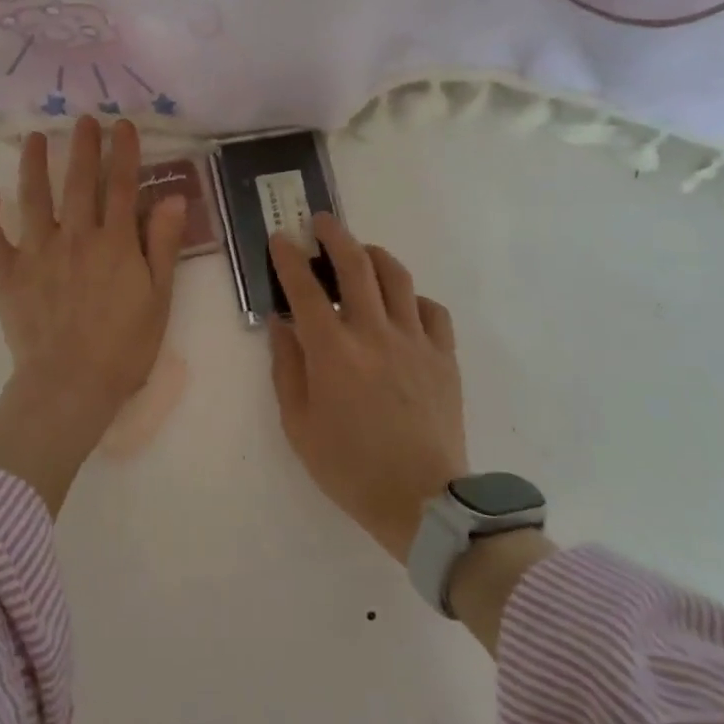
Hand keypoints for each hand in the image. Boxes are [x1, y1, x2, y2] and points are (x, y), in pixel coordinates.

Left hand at [0, 115, 187, 515]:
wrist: (70, 385)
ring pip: (33, 197)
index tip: (123, 125)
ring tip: (35, 138)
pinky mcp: (6, 273)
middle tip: (82, 119)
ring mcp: (36, 252)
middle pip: (79, 181)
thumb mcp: (159, 298)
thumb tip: (172, 198)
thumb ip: (163, 246)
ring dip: (34, 164)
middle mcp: (75, 236)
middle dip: (83, 146)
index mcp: (115, 242)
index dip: (124, 153)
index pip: (122, 186)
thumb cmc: (123, 348)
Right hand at [267, 214, 468, 563]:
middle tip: (322, 221)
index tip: (280, 238)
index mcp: (333, 351)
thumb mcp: (299, 425)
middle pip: (355, 265)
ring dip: (374, 254)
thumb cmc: (350, 468)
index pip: (305, 287)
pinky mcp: (444, 355)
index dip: (289, 257)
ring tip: (362, 251)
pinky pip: (431, 309)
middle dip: (335, 235)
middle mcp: (374, 333)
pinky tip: (402, 306)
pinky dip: (412, 298)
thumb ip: (287, 368)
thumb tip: (282, 325)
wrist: (422, 501)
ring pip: (397, 276)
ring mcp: (414, 341)